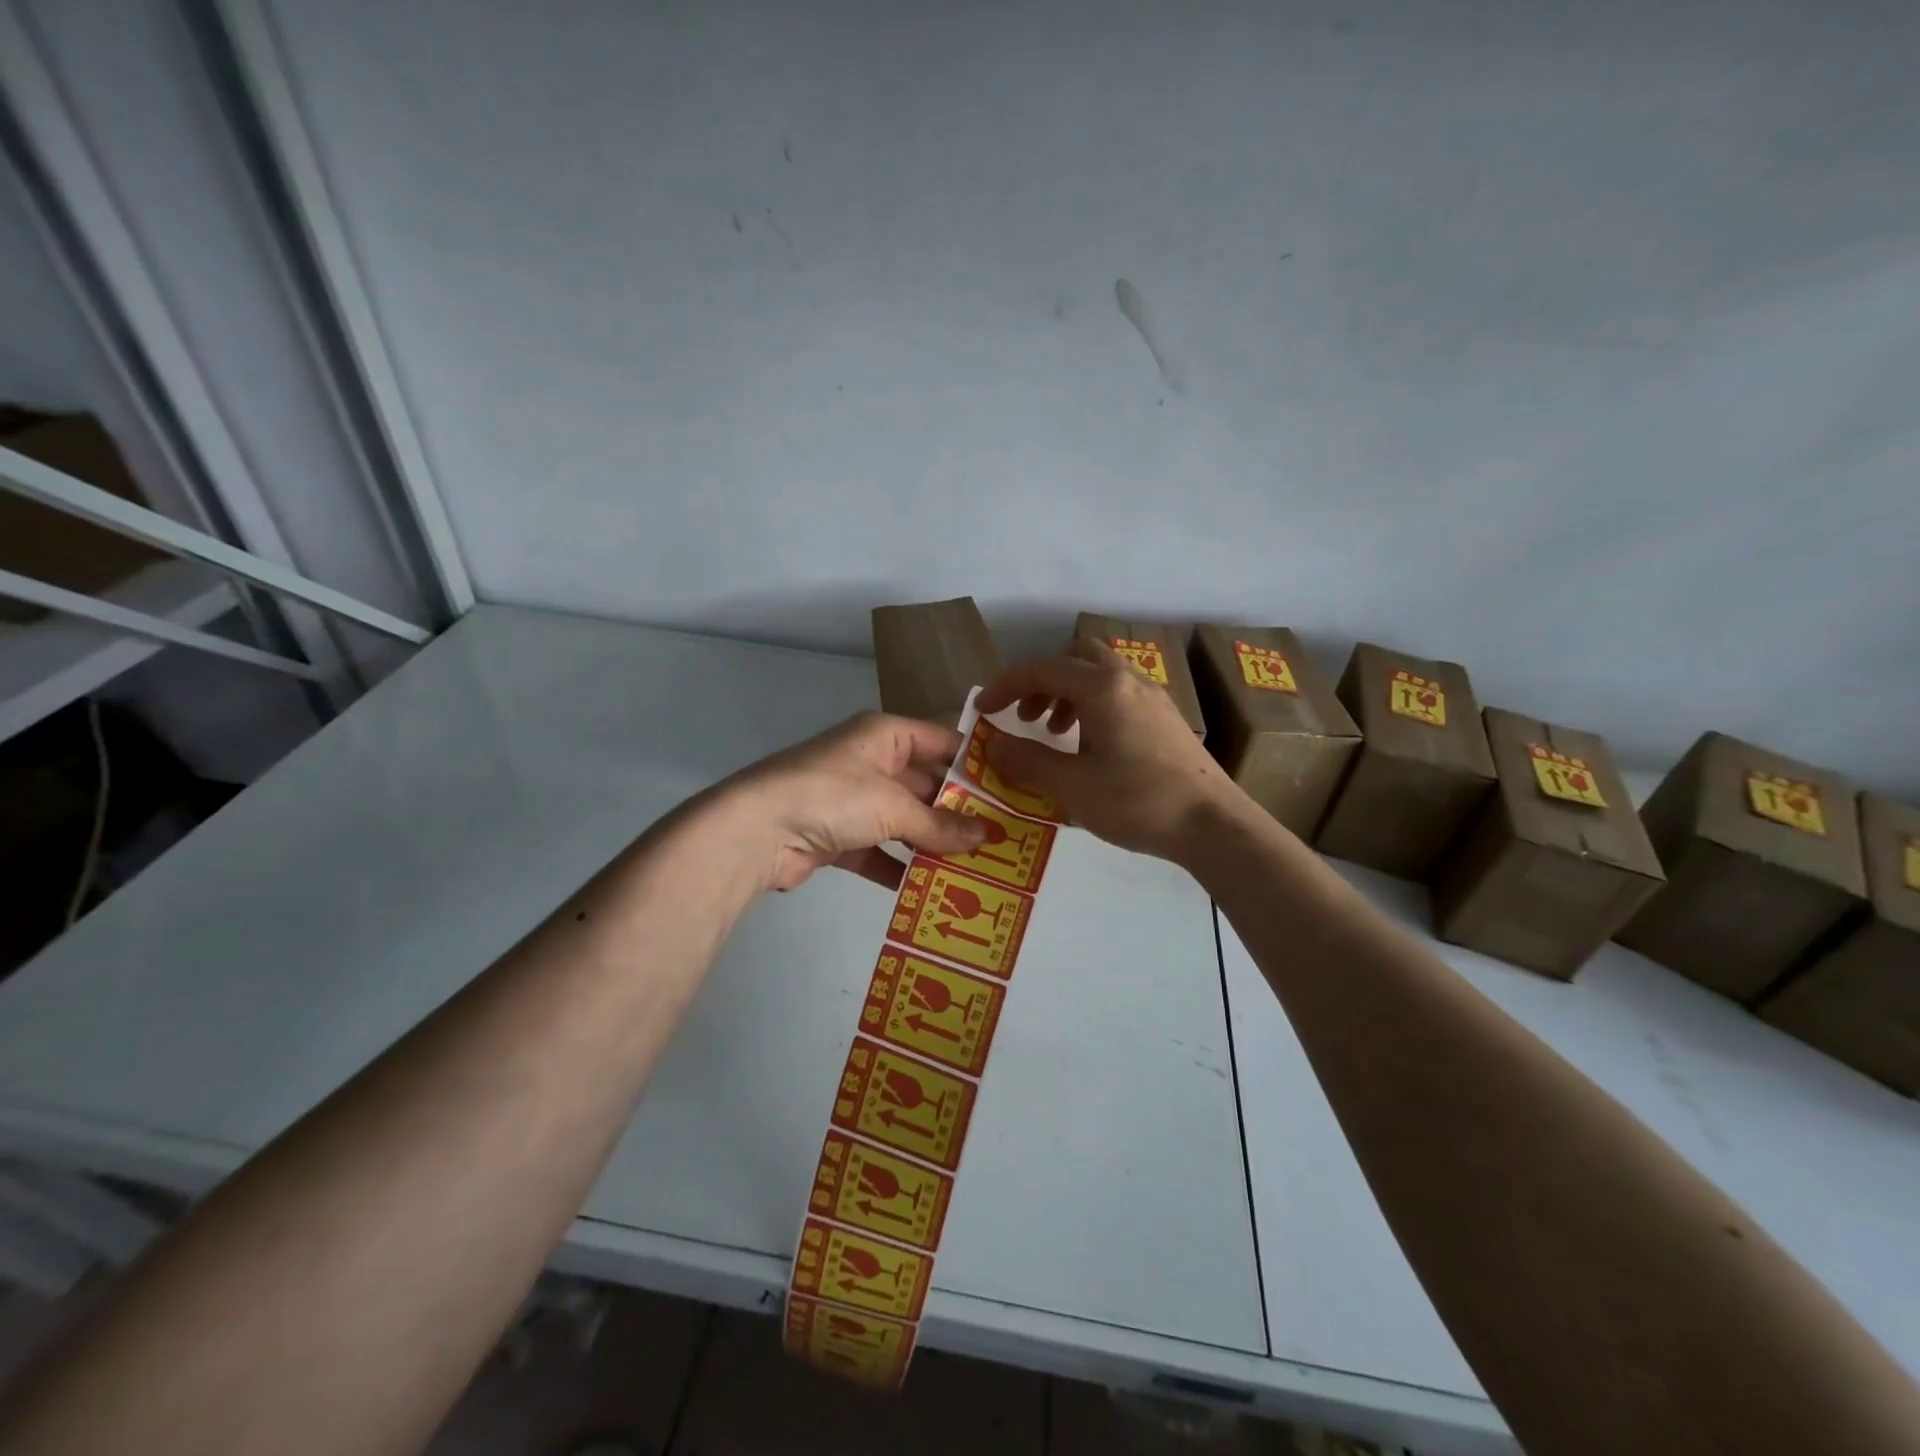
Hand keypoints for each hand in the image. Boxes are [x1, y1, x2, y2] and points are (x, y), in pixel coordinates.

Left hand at [718, 711, 985, 892]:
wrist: (757, 831)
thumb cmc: (834, 796)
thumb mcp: (894, 806)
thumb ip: (940, 824)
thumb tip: (986, 837)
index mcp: (884, 735)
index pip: (941, 741)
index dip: (974, 763)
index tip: (1010, 788)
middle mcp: (870, 761)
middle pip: (924, 784)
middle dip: (957, 811)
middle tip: (1000, 837)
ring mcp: (851, 800)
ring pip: (903, 820)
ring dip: (932, 843)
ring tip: (976, 866)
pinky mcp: (837, 837)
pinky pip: (879, 850)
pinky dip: (900, 868)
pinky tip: (931, 889)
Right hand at [976, 638, 1243, 862]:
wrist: (1213, 825)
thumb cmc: (1137, 801)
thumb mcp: (1071, 786)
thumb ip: (1027, 760)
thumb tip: (993, 742)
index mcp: (1102, 688)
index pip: (1042, 669)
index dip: (1006, 686)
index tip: (984, 711)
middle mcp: (1128, 681)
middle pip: (1076, 658)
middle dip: (1042, 682)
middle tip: (1027, 717)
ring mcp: (1153, 698)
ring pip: (1100, 676)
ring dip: (1068, 696)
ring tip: (1056, 735)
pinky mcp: (1166, 719)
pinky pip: (1119, 695)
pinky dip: (1093, 708)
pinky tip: (1091, 749)